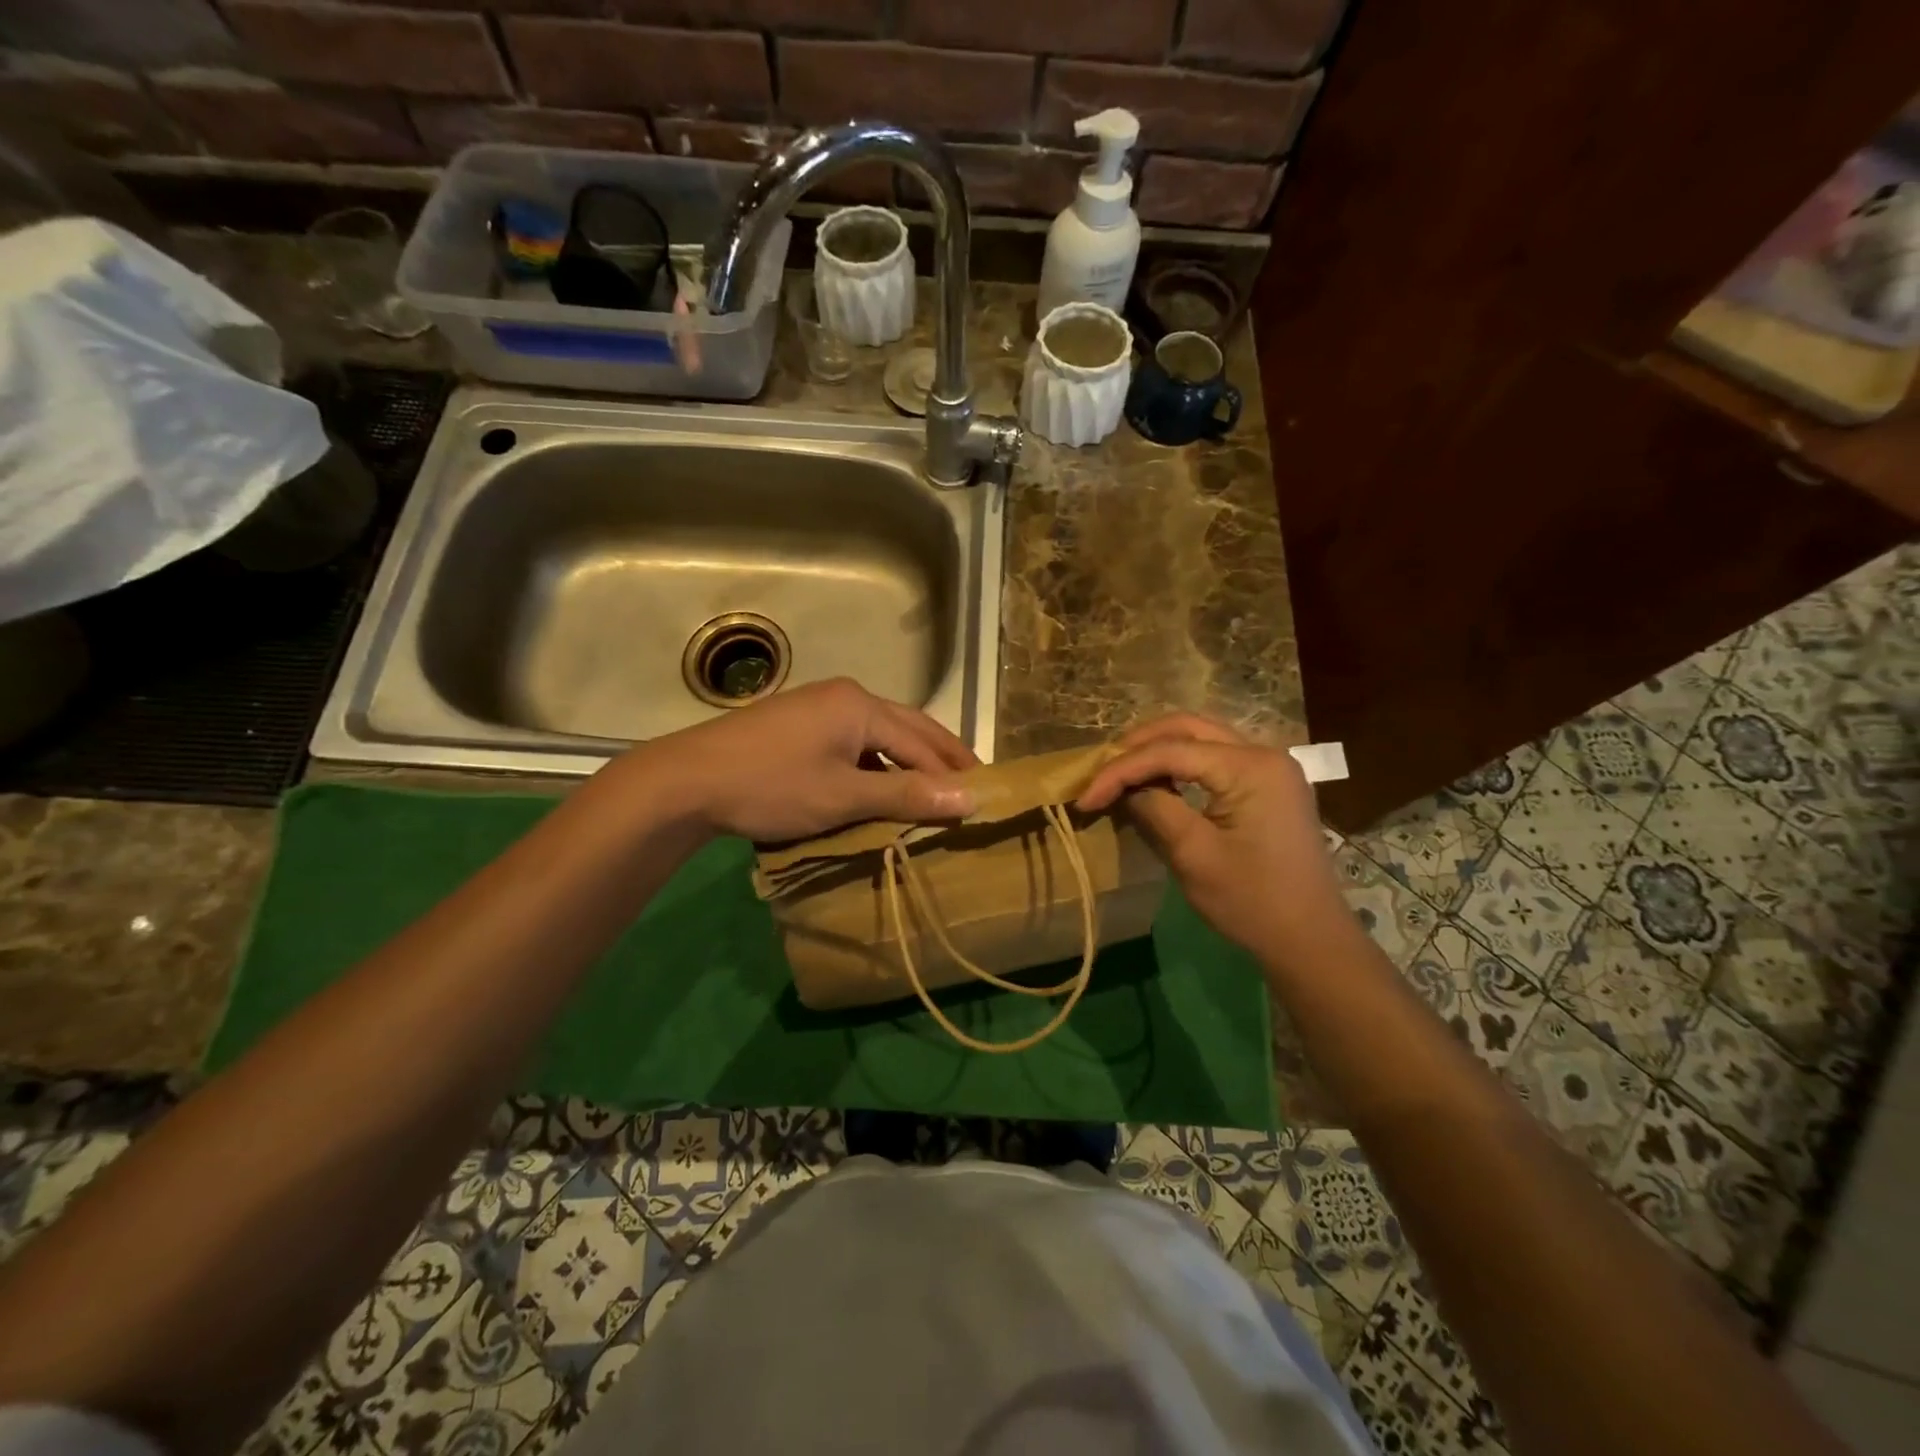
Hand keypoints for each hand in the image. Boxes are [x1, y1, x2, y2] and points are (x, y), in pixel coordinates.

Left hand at [626, 678, 976, 842]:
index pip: (922, 741)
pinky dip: (877, 763)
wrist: (687, 781)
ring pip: (880, 734)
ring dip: (909, 760)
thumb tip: (970, 798)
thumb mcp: (843, 796)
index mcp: (860, 705)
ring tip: (935, 787)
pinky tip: (882, 786)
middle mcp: (845, 696)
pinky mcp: (798, 725)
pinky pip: (854, 741)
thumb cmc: (771, 787)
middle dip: (941, 755)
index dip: (953, 771)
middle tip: (974, 781)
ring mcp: (818, 707)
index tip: (984, 796)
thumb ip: (906, 796)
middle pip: (907, 727)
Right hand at [1077, 714, 1348, 968]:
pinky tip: (1156, 781)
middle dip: (1137, 746)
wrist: (1310, 939)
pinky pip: (1215, 757)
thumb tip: (1123, 788)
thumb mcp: (1193, 855)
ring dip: (1157, 750)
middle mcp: (1263, 753)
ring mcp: (1270, 766)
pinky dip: (1180, 763)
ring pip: (1200, 737)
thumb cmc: (1252, 901)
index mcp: (1250, 766)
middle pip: (1187, 728)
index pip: (1170, 751)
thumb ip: (1154, 808)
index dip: (1121, 770)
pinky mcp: (1267, 784)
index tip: (1085, 797)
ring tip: (1120, 774)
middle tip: (1100, 771)